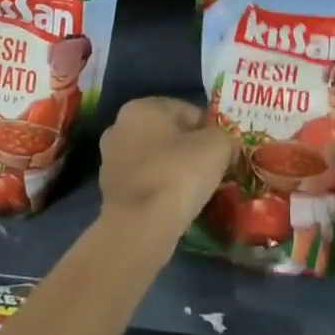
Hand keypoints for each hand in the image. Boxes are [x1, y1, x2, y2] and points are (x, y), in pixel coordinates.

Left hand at [98, 97, 233, 238]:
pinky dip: (161, 190)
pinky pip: (146, 182)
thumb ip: (225, 136)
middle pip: (169, 134)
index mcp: (142, 107)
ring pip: (156, 159)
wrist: (139, 227)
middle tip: (214, 170)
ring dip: (175, 170)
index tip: (225, 152)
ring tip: (197, 191)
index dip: (211, 130)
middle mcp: (120, 126)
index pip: (188, 110)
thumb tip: (225, 143)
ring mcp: (111, 159)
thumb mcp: (217, 146)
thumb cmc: (178, 174)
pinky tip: (176, 205)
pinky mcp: (110, 190)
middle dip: (190, 150)